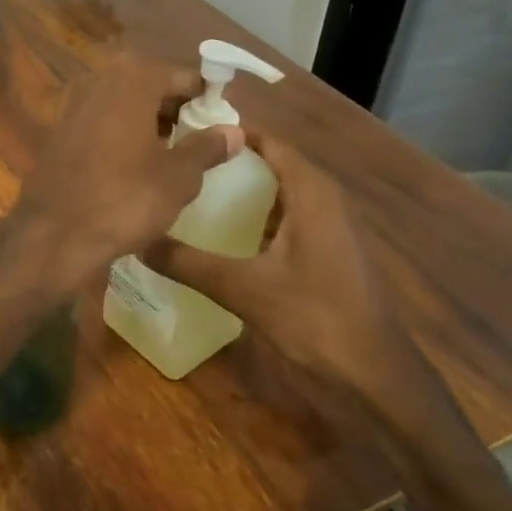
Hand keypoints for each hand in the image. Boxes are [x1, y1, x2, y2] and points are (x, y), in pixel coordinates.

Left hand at [8, 56, 241, 293]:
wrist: (54, 234)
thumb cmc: (125, 199)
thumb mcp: (178, 177)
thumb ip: (206, 148)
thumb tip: (234, 131)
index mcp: (132, 79)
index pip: (181, 75)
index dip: (206, 94)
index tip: (224, 116)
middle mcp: (98, 81)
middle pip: (149, 84)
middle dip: (176, 106)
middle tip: (201, 135)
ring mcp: (72, 105)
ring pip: (123, 103)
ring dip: (148, 120)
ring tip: (174, 151)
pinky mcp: (57, 132)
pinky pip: (101, 122)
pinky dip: (122, 133)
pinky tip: (136, 163)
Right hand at [142, 135, 440, 419]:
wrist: (375, 379)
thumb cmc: (316, 318)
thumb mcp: (243, 288)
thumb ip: (187, 262)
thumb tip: (136, 240)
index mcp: (313, 194)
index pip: (270, 143)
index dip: (232, 134)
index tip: (185, 132)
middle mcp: (323, 203)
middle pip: (272, 167)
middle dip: (228, 163)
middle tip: (178, 163)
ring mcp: (327, 231)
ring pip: (278, 197)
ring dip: (240, 194)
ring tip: (189, 192)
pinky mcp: (324, 258)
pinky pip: (283, 222)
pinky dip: (252, 221)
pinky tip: (219, 236)